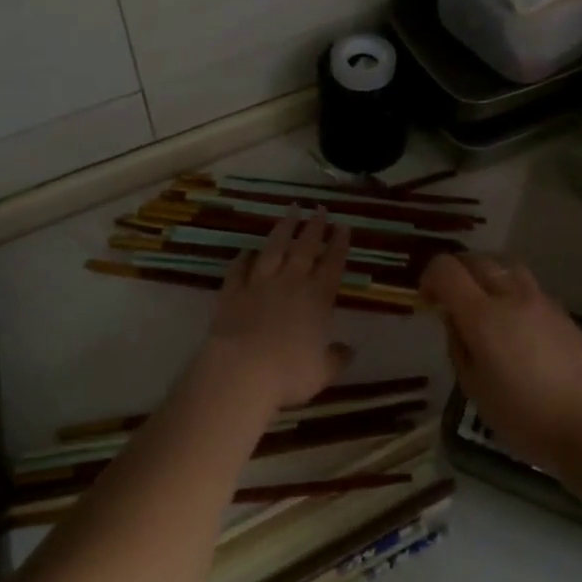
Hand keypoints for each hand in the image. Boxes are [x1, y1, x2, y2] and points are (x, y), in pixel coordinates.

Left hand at [201, 209, 352, 410]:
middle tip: (320, 208)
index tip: (343, 225)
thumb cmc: (289, 373)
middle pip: (305, 248)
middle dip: (314, 226)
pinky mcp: (232, 292)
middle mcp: (290, 283)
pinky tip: (246, 250)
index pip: (332, 264)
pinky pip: (238, 269)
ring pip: (273, 249)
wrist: (241, 371)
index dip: (339, 244)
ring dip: (283, 229)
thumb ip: (337, 357)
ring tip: (290, 211)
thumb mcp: (323, 371)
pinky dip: (243, 258)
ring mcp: (259, 284)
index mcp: (318, 298)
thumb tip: (349, 350)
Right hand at [421, 252, 581, 474]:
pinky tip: (515, 321)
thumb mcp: (474, 389)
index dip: (429, 277)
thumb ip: (458, 346)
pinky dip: (512, 290)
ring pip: (507, 265)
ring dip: (487, 274)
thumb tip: (454, 320)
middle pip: (477, 260)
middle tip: (450, 297)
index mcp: (482, 315)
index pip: (446, 269)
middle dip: (456, 271)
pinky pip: (529, 286)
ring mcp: (541, 301)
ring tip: (483, 301)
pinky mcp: (563, 313)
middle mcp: (511, 296)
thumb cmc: (524, 418)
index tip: (427, 301)